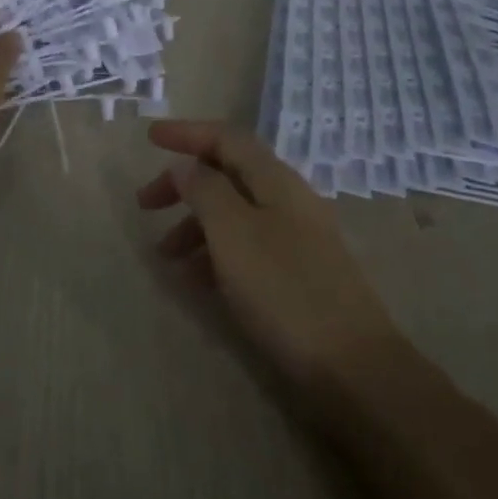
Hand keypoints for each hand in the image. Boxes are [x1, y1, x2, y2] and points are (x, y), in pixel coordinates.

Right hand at [137, 121, 399, 389]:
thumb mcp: (234, 233)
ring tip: (165, 257)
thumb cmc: (285, 290)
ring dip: (195, 224)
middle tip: (145, 204)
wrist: (352, 366)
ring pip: (235, 213)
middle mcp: (288, 200)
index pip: (227, 138)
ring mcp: (297, 237)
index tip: (149, 137)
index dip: (187, 132)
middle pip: (228, 174)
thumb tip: (186, 165)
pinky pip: (246, 247)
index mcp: (275, 180)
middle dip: (184, 183)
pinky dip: (215, 253)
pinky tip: (196, 281)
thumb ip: (206, 191)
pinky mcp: (297, 273)